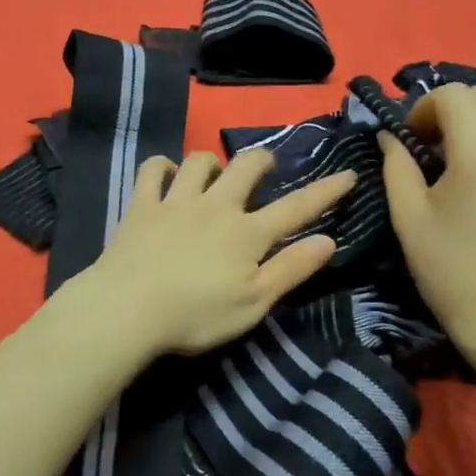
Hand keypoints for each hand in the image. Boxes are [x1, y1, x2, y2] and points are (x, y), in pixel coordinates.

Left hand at [72, 149, 357, 356]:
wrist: (128, 308)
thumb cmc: (196, 315)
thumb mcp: (254, 302)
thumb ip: (291, 269)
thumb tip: (328, 240)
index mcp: (247, 234)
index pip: (296, 208)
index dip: (326, 191)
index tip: (347, 174)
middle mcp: (216, 207)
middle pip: (246, 168)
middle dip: (262, 160)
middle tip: (266, 166)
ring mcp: (176, 202)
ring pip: (199, 162)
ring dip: (212, 162)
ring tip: (215, 173)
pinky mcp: (141, 206)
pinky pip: (152, 171)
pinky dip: (161, 166)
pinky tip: (166, 173)